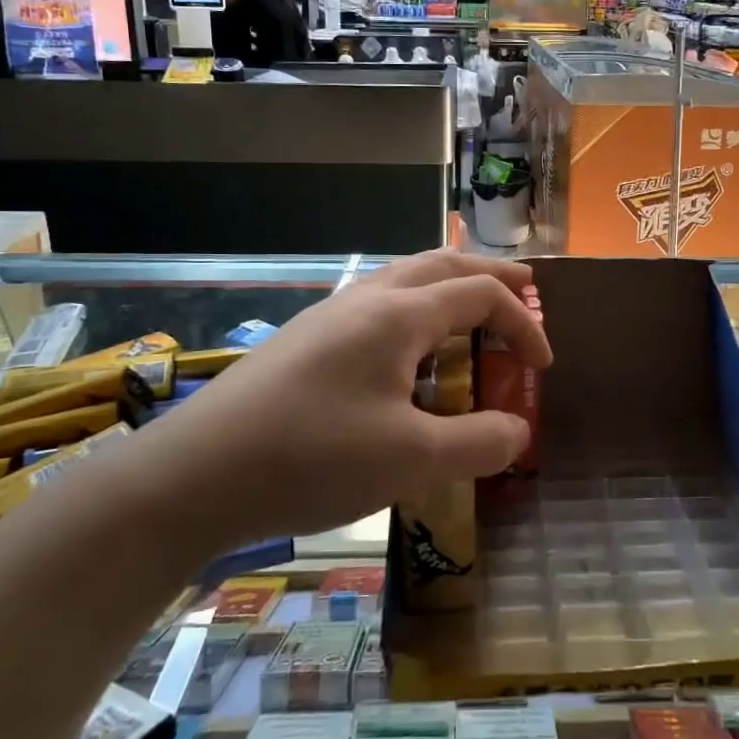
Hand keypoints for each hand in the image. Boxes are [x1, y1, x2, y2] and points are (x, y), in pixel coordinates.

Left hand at [166, 252, 551, 541]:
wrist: (195, 473)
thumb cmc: (311, 457)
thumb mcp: (411, 460)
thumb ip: (478, 442)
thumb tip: (518, 431)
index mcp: (399, 314)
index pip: (481, 296)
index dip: (524, 323)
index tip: (544, 368)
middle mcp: (367, 299)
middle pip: (443, 265)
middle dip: (491, 277)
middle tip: (527, 292)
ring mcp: (331, 316)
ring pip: (406, 279)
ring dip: (450, 289)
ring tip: (473, 317)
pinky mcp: (306, 340)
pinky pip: (379, 307)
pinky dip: (416, 313)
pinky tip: (408, 355)